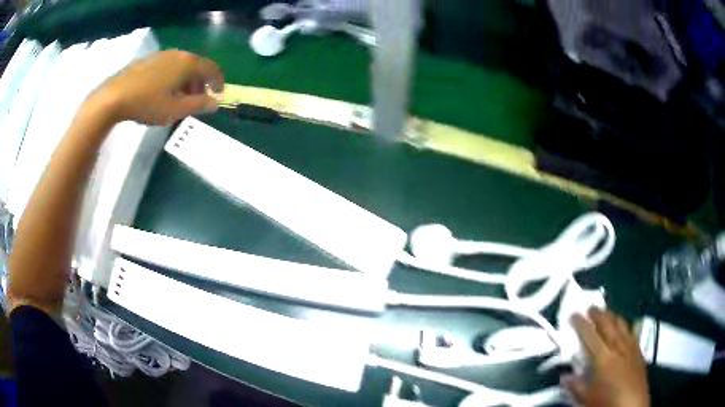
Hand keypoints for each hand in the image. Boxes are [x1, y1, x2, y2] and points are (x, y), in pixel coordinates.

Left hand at [88, 50, 223, 125]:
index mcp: (188, 64)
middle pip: (197, 66)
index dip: (218, 83)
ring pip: (182, 66)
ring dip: (186, 80)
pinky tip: (163, 91)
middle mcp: (178, 54)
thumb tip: (215, 102)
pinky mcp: (149, 60)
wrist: (114, 97)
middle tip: (197, 100)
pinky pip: (168, 66)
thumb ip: (198, 105)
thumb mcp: (175, 110)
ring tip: (179, 98)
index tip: (218, 96)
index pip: (212, 69)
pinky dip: (173, 77)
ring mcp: (162, 55)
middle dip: (200, 83)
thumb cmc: (147, 103)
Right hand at [564, 308, 649, 406]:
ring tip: (606, 312)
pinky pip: (632, 331)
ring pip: (621, 324)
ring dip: (612, 316)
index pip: (589, 335)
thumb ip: (575, 386)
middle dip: (598, 314)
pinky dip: (625, 325)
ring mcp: (630, 346)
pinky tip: (624, 326)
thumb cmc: (606, 403)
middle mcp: (618, 346)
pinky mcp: (639, 350)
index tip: (573, 314)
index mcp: (602, 358)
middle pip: (608, 324)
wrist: (631, 406)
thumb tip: (564, 376)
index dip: (580, 323)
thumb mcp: (586, 398)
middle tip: (590, 307)